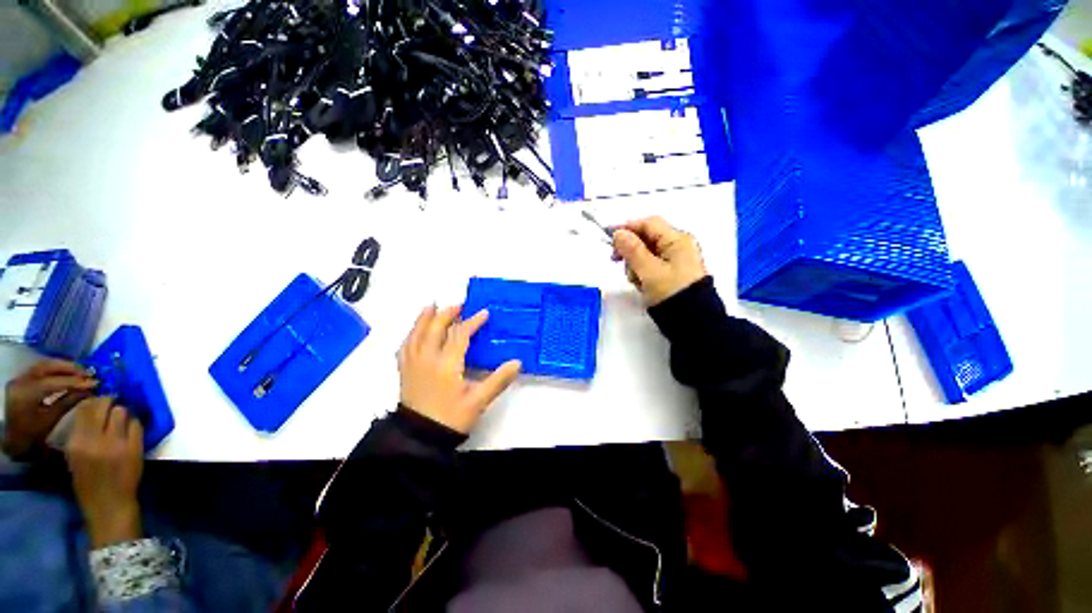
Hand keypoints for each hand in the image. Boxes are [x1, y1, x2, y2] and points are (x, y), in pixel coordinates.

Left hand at [3, 360, 97, 457]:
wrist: (15, 438)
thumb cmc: (34, 433)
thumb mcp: (52, 419)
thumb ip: (69, 401)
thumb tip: (90, 390)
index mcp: (26, 393)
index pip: (53, 382)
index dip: (75, 381)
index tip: (94, 382)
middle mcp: (21, 381)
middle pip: (47, 367)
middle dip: (69, 368)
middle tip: (88, 373)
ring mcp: (20, 379)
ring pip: (44, 365)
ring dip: (63, 367)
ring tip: (80, 372)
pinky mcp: (22, 379)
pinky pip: (40, 369)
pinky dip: (55, 370)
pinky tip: (66, 375)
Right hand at [65, 397, 144, 548]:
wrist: (109, 505)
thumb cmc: (88, 484)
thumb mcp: (74, 458)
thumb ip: (80, 434)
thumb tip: (90, 411)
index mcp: (76, 443)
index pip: (85, 410)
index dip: (93, 401)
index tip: (97, 400)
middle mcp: (95, 440)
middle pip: (105, 407)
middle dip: (109, 402)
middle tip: (111, 404)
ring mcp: (117, 444)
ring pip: (122, 412)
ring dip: (122, 412)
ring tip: (120, 419)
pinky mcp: (135, 448)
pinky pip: (136, 425)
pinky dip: (134, 423)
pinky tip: (130, 429)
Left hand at [398, 305, 520, 433]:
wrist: (420, 438)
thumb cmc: (451, 417)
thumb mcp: (478, 401)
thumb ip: (498, 380)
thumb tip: (517, 362)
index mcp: (446, 364)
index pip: (459, 335)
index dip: (472, 322)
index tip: (484, 313)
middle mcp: (427, 359)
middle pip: (435, 328)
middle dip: (447, 314)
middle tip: (459, 305)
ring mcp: (412, 364)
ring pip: (416, 334)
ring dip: (424, 318)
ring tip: (432, 306)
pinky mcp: (405, 371)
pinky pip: (405, 346)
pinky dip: (411, 334)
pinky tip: (414, 332)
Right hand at [613, 216, 707, 305]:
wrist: (693, 322)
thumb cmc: (670, 293)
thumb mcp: (648, 271)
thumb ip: (632, 250)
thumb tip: (618, 233)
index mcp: (677, 240)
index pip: (648, 224)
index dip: (628, 227)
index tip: (609, 237)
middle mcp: (678, 246)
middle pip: (647, 238)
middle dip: (631, 250)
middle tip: (616, 261)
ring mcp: (676, 260)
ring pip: (647, 253)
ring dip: (635, 264)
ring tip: (635, 280)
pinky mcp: (673, 273)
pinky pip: (652, 266)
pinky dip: (643, 272)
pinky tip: (642, 284)